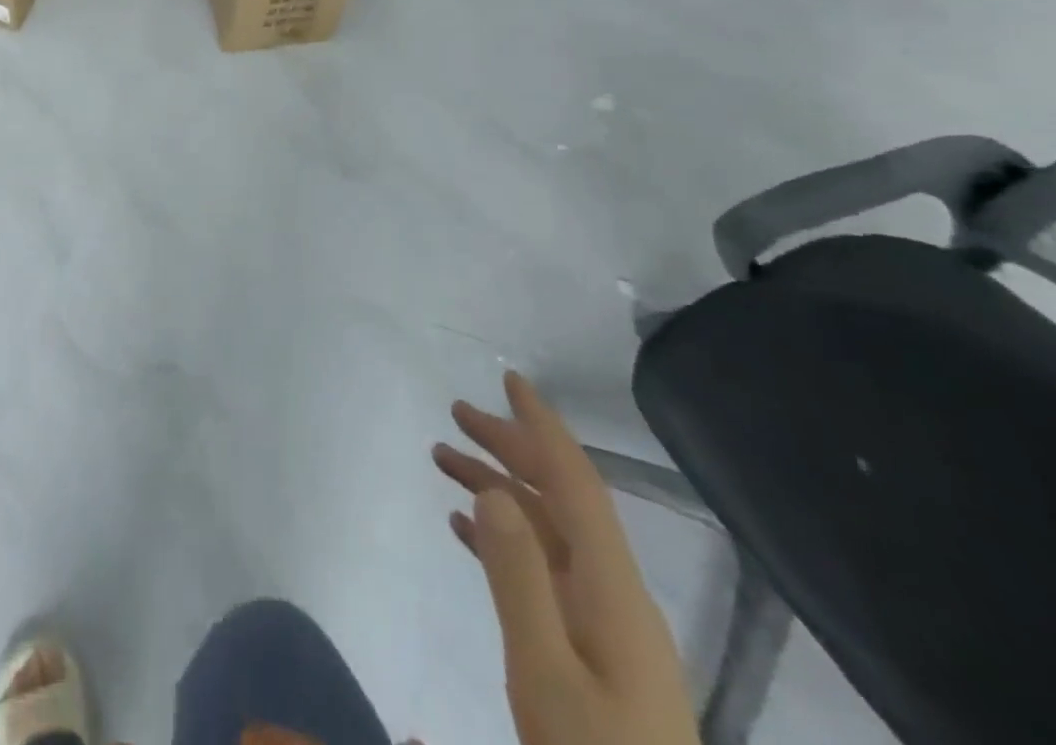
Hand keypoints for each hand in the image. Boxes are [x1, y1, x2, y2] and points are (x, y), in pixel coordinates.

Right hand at [433, 372, 698, 744]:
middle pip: (559, 498)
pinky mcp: (591, 651)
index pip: (576, 483)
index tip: (510, 380)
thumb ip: (518, 577)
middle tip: (455, 415)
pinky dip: (501, 537)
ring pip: (545, 530)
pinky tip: (464, 528)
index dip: (543, 427)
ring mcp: (604, 623)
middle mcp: (613, 593)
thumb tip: (493, 488)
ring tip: (442, 460)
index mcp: (612, 590)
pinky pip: (541, 568)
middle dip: (509, 447)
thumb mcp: (546, 674)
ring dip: (498, 488)